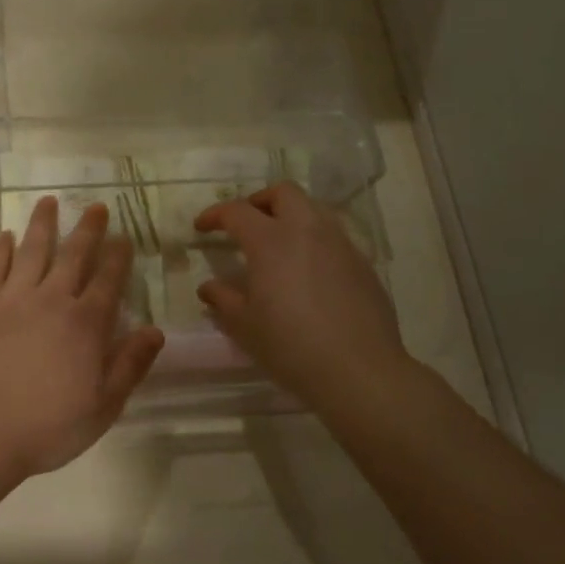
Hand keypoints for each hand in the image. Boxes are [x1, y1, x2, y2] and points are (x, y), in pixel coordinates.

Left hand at [0, 197, 164, 475]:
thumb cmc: (47, 426)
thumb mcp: (103, 406)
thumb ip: (130, 365)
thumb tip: (155, 330)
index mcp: (85, 324)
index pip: (107, 280)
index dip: (117, 256)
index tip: (123, 236)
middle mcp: (52, 300)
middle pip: (73, 255)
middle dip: (87, 229)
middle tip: (95, 206)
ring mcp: (12, 299)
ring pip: (32, 250)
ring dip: (42, 224)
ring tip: (47, 201)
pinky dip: (1, 249)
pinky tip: (5, 236)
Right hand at [194, 182, 410, 409]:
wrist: (359, 371)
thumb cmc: (291, 346)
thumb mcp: (245, 326)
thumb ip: (223, 299)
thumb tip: (209, 287)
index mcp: (271, 241)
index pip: (237, 211)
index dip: (215, 215)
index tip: (202, 227)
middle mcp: (307, 230)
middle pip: (283, 193)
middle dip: (260, 201)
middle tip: (246, 224)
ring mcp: (340, 244)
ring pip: (313, 209)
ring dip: (290, 216)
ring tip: (278, 244)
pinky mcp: (363, 264)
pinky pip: (334, 237)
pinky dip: (314, 241)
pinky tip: (309, 272)